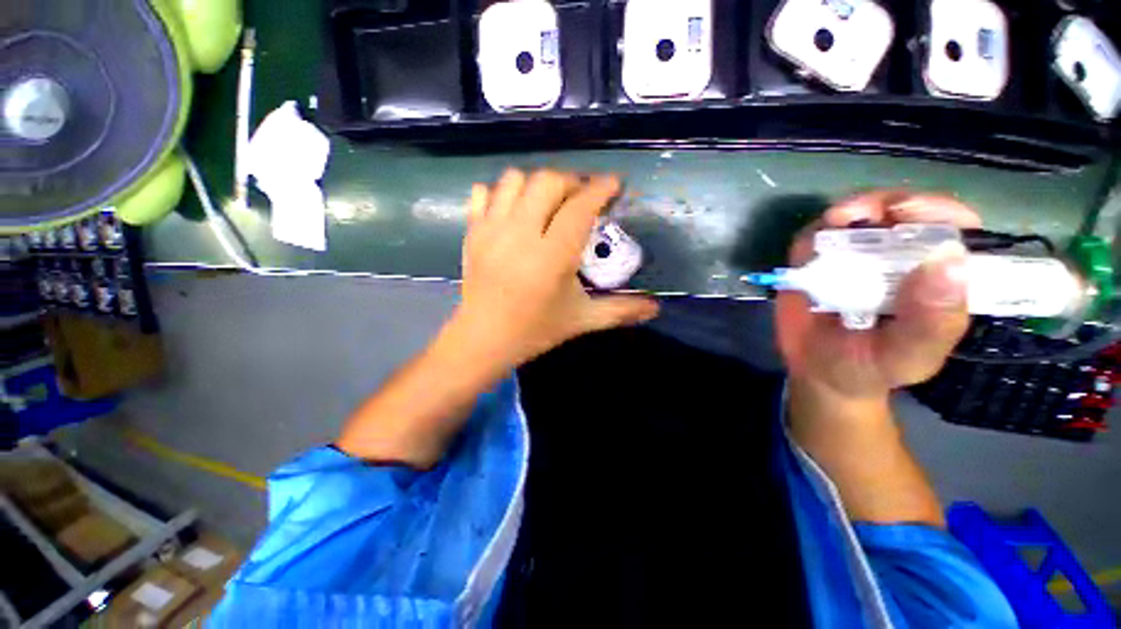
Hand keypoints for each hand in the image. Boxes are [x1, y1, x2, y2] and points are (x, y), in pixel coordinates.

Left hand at [450, 169, 659, 370]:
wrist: (483, 339)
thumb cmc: (535, 330)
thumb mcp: (582, 320)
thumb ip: (620, 310)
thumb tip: (656, 307)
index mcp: (552, 256)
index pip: (580, 207)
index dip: (600, 188)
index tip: (613, 183)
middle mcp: (521, 234)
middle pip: (548, 182)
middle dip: (571, 182)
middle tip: (581, 198)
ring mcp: (492, 230)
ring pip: (515, 180)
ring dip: (537, 183)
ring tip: (548, 202)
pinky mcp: (473, 232)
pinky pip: (483, 193)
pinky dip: (501, 192)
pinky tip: (514, 210)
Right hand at [776, 191, 979, 400]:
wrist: (819, 372)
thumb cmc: (870, 368)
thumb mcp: (907, 356)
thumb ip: (931, 320)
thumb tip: (949, 257)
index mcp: (937, 277)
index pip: (952, 228)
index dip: (937, 211)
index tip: (909, 213)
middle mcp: (901, 258)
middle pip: (905, 212)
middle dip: (886, 203)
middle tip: (861, 213)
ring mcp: (856, 256)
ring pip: (860, 215)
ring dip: (849, 209)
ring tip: (835, 221)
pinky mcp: (817, 261)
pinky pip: (816, 236)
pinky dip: (815, 232)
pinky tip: (812, 245)